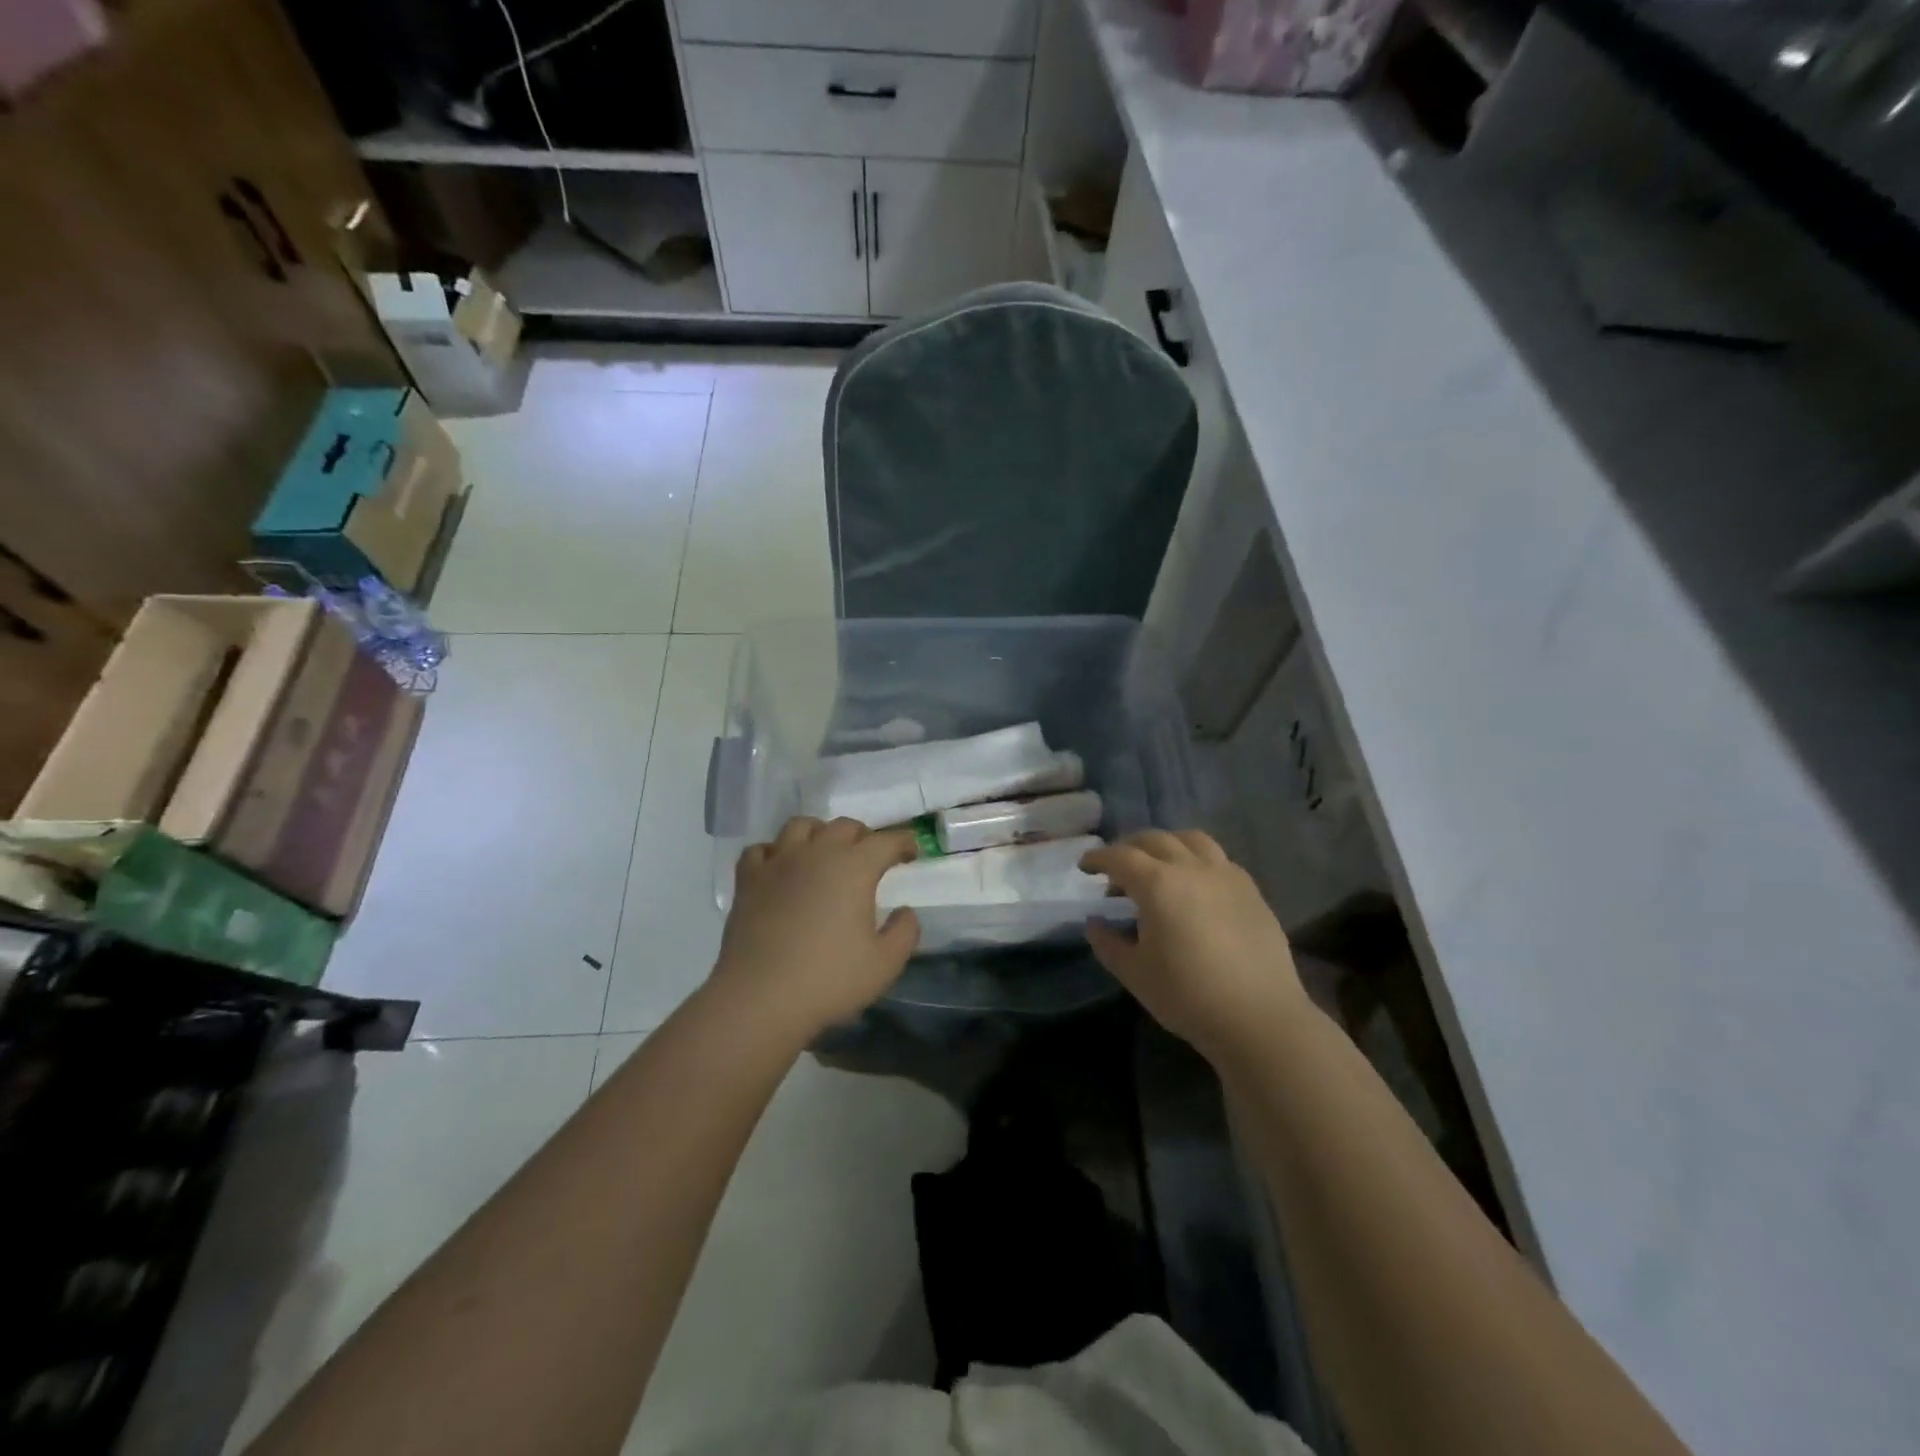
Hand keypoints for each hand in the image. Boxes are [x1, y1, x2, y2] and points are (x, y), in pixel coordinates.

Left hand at [714, 817, 920, 1035]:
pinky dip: (775, 853)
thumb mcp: (885, 964)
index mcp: (854, 867)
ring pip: (800, 826)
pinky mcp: (748, 880)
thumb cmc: (829, 980)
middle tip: (870, 857)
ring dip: (819, 833)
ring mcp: (778, 863)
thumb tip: (905, 911)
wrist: (759, 998)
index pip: (887, 841)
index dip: (904, 842)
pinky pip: (761, 850)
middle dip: (864, 836)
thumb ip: (904, 931)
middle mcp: (817, 853)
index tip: (912, 852)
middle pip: (844, 826)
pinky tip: (780, 868)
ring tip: (824, 852)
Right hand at [1082, 831, 1307, 1064]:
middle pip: (1155, 840)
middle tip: (1117, 869)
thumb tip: (1096, 923)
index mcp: (1158, 884)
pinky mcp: (1252, 891)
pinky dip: (1198, 860)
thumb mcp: (1134, 973)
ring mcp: (1227, 876)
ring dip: (1167, 845)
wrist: (1259, 1018)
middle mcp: (1192, 868)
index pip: (1120, 857)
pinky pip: (1219, 860)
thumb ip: (1108, 943)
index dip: (1098, 858)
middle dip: (1129, 848)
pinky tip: (1196, 886)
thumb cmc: (1187, 996)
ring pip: (1192, 840)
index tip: (1085, 867)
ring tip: (1159, 866)